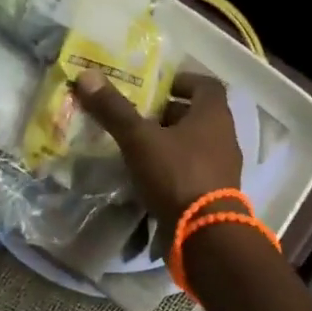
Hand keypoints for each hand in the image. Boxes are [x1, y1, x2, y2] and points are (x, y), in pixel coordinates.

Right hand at [72, 71, 241, 228]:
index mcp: (214, 115)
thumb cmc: (176, 175)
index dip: (181, 81)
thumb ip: (114, 109)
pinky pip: (191, 171)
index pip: (205, 85)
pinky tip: (146, 177)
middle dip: (167, 114)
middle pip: (197, 116)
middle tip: (137, 116)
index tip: (156, 86)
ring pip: (193, 145)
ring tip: (136, 147)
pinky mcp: (214, 194)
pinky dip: (171, 169)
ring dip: (168, 143)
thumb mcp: (139, 139)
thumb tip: (87, 75)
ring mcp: (222, 168)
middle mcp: (224, 138)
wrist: (204, 234)